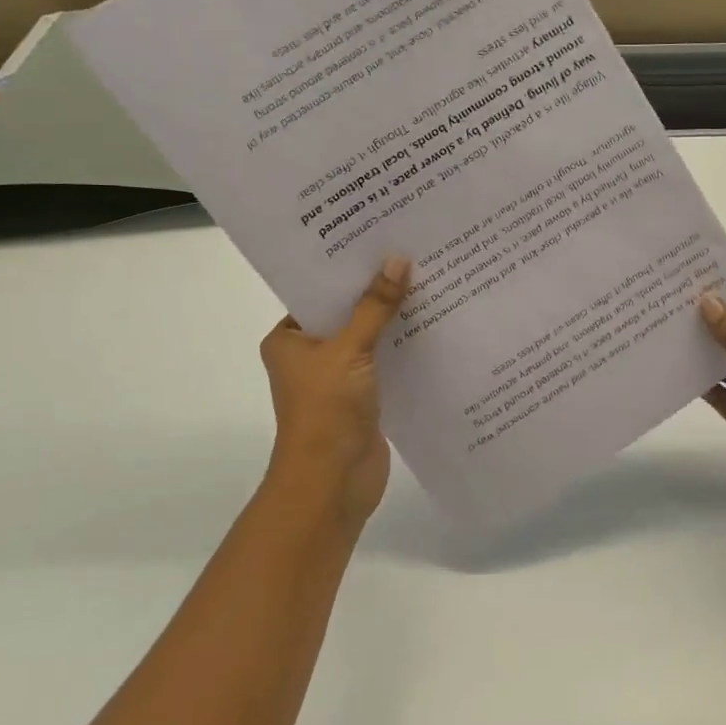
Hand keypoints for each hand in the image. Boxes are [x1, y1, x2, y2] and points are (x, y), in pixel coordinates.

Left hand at [259, 256, 410, 528]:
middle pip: (348, 313)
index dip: (349, 269)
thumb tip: (397, 260)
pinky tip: (436, 325)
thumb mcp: (349, 350)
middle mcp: (311, 355)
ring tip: (432, 281)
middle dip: (378, 291)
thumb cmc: (326, 410)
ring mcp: (339, 378)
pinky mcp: (365, 397)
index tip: (382, 241)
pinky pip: (386, 362)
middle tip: (415, 254)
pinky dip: (405, 347)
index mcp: (289, 339)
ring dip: (395, 320)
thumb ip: (375, 306)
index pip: (319, 292)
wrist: (332, 483)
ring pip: (370, 338)